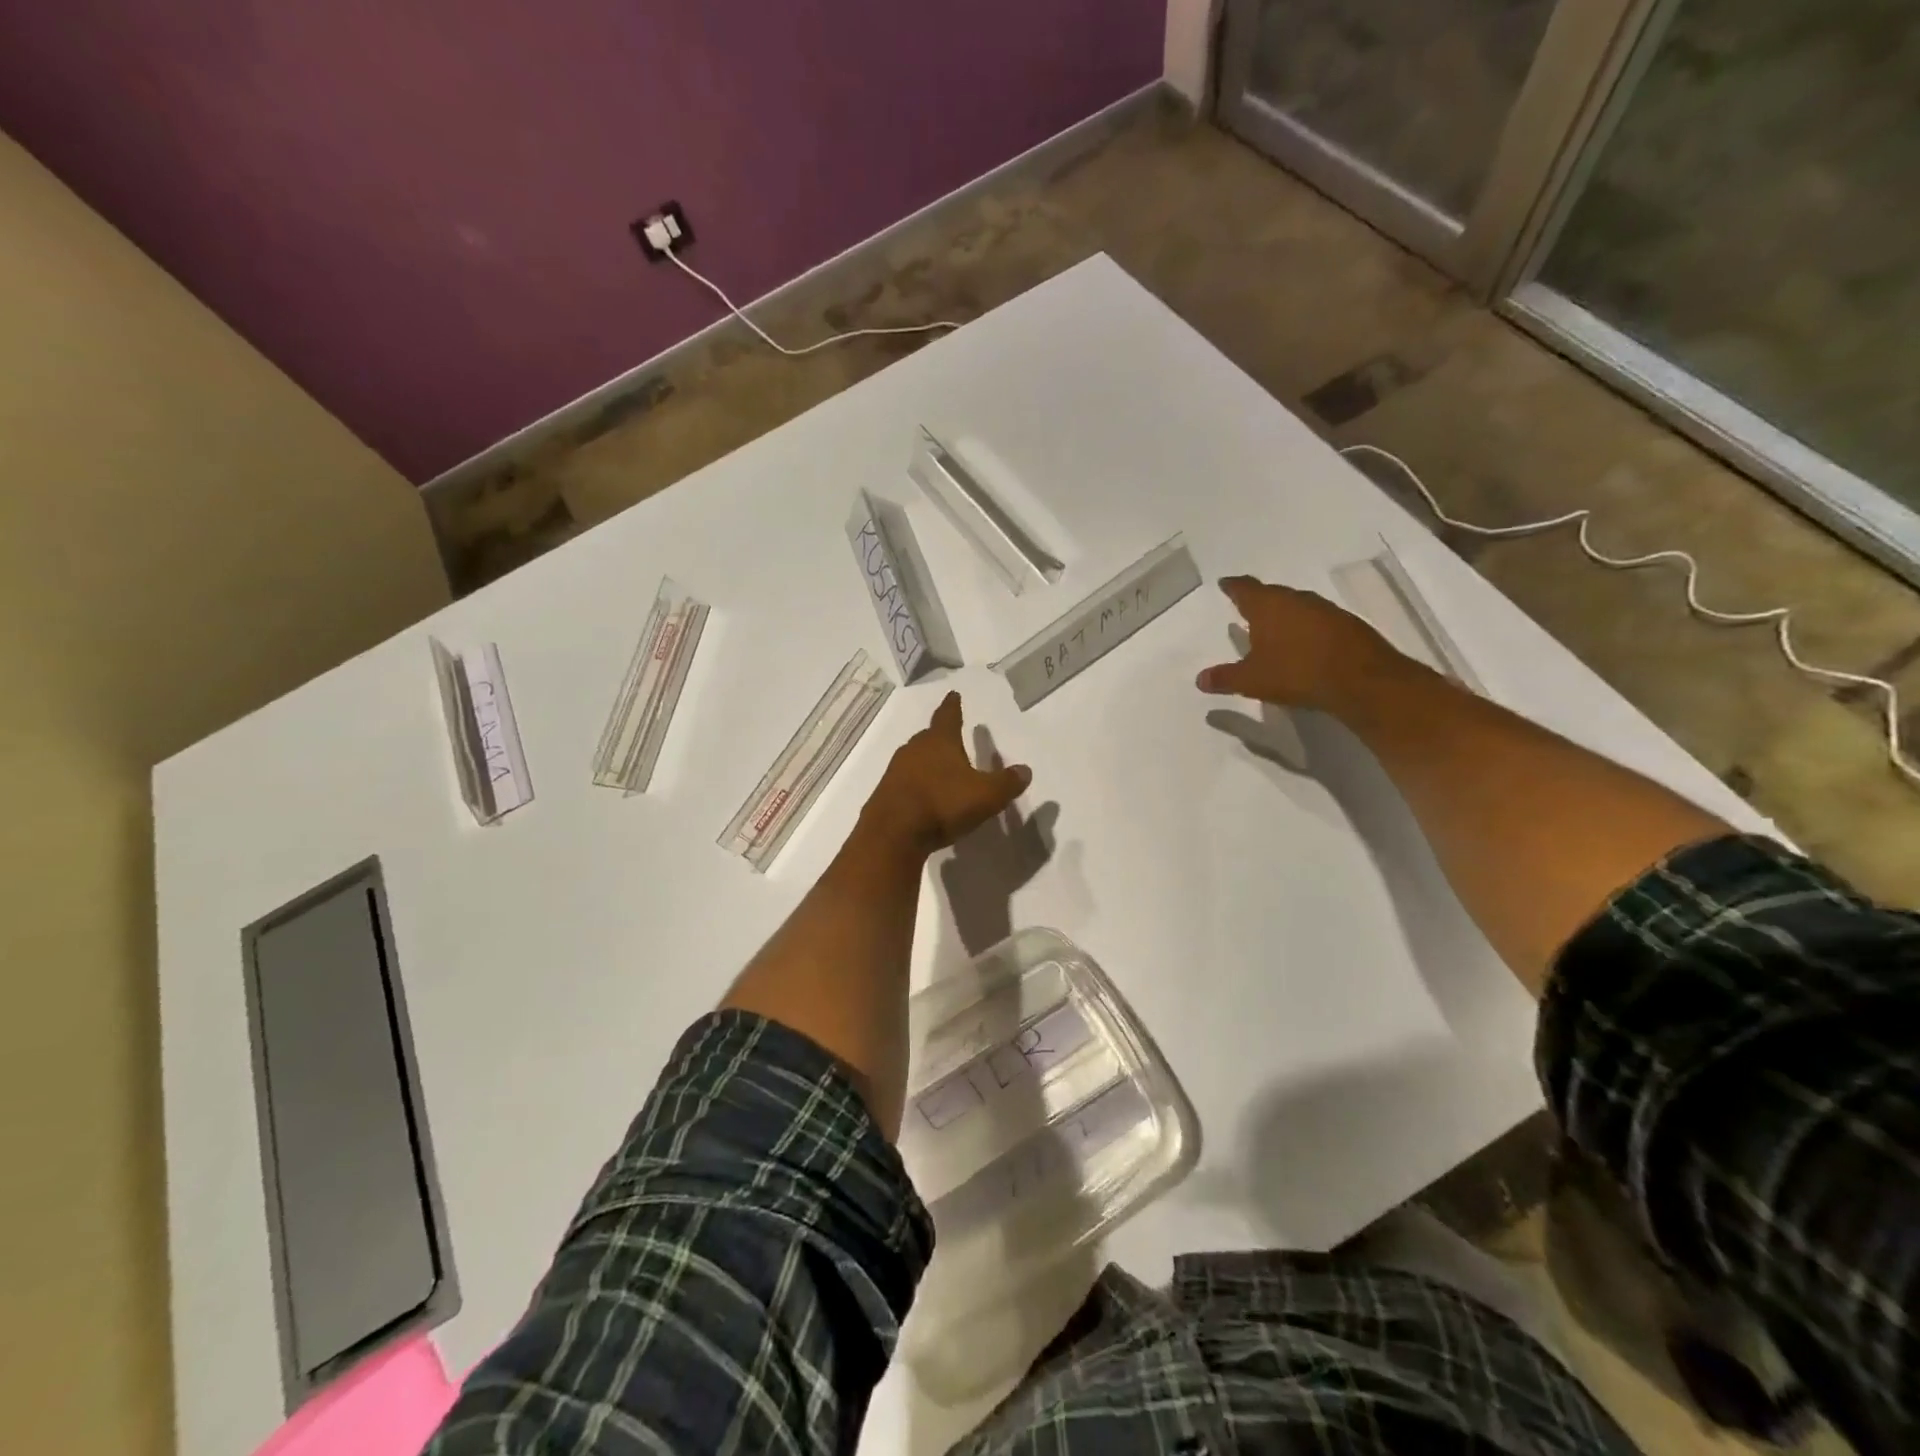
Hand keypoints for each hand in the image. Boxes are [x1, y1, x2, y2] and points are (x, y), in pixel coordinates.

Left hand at [862, 692, 1032, 854]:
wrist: (893, 834)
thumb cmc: (943, 804)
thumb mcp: (986, 795)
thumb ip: (1007, 783)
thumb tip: (1025, 770)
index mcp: (940, 741)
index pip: (948, 716)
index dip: (953, 706)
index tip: (953, 694)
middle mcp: (914, 749)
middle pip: (929, 737)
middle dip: (940, 738)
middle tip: (951, 739)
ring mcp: (896, 771)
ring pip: (915, 759)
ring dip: (927, 763)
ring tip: (940, 771)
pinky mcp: (885, 794)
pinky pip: (905, 782)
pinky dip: (916, 785)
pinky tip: (924, 798)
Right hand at [1196, 576, 1396, 712]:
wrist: (1360, 680)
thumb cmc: (1296, 673)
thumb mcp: (1251, 680)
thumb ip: (1224, 678)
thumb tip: (1199, 679)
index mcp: (1267, 606)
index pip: (1244, 589)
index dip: (1233, 586)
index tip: (1225, 583)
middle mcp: (1295, 600)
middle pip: (1272, 594)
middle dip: (1258, 600)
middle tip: (1247, 607)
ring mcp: (1324, 609)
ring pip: (1296, 605)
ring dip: (1284, 613)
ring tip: (1273, 626)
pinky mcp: (1346, 624)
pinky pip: (1317, 619)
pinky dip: (1305, 627)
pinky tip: (1303, 642)